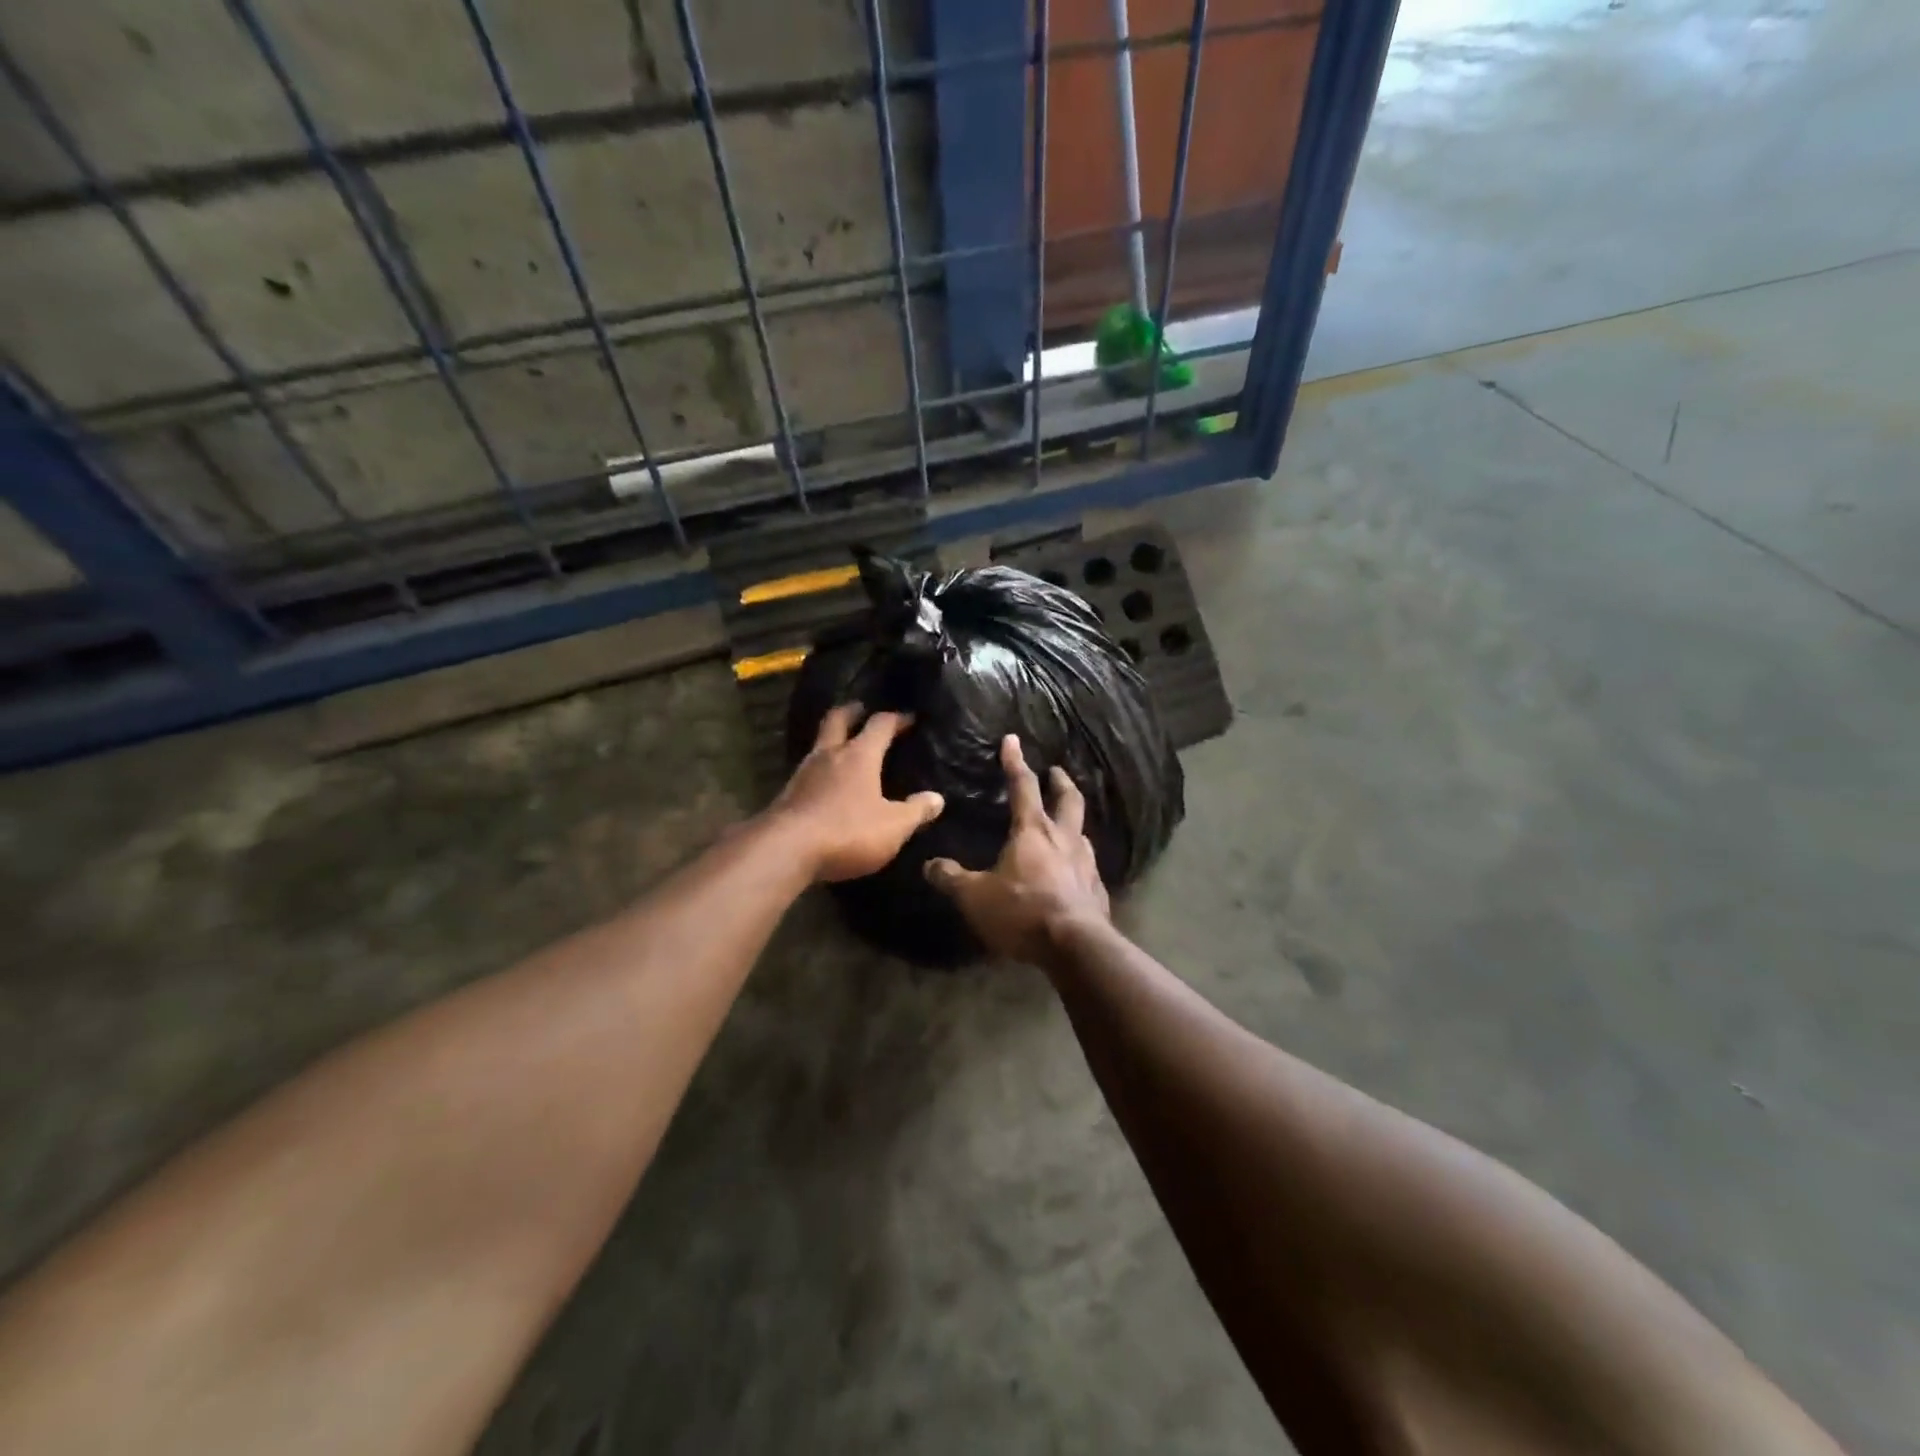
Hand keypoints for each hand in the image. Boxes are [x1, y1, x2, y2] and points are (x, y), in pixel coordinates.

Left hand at [770, 704, 945, 882]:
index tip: (909, 718)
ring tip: (845, 747)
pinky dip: (821, 769)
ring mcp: (804, 773)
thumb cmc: (847, 832)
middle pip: (837, 720)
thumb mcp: (893, 827)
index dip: (896, 719)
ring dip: (833, 740)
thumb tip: (936, 798)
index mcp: (859, 755)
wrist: (785, 850)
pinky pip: (808, 771)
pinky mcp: (787, 794)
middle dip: (852, 711)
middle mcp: (829, 755)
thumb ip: (916, 811)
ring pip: (819, 744)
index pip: (880, 725)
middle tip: (861, 709)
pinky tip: (826, 783)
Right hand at [924, 735, 1110, 967]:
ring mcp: (1086, 863)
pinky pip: (1089, 865)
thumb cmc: (1022, 911)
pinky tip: (1075, 870)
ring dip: (1073, 820)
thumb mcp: (975, 897)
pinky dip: (1079, 858)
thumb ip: (952, 879)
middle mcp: (1064, 839)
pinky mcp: (1097, 889)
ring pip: (1082, 831)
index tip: (1013, 740)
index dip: (1015, 762)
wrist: (1075, 946)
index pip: (1023, 786)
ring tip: (1065, 822)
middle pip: (1068, 800)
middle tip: (1056, 771)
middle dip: (1061, 782)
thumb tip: (929, 865)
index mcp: (1032, 831)